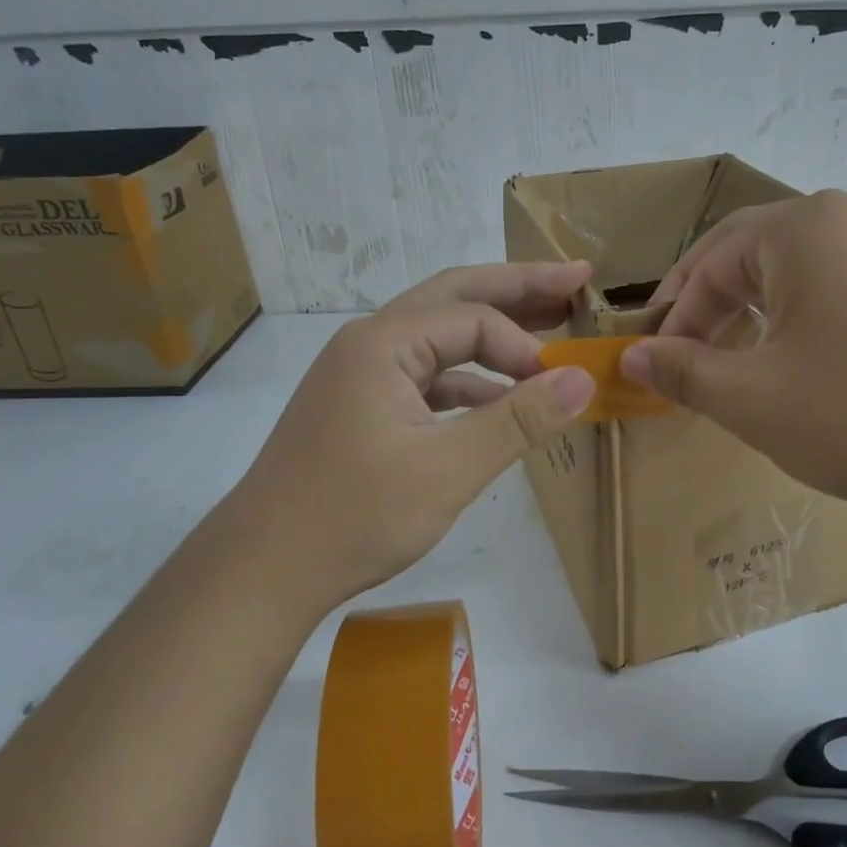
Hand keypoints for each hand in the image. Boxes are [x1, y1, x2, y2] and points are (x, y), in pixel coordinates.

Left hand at [233, 262, 596, 604]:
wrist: (264, 570)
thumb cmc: (354, 515)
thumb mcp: (448, 469)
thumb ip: (518, 421)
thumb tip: (583, 378)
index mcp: (382, 343)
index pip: (473, 319)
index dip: (524, 346)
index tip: (560, 386)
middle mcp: (370, 343)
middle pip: (454, 297)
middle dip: (518, 288)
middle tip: (576, 277)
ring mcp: (362, 375)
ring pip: (440, 336)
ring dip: (493, 333)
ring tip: (549, 325)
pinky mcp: (363, 407)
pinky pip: (427, 376)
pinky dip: (468, 380)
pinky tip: (500, 399)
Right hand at [621, 192, 846, 538]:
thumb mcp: (754, 400)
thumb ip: (683, 371)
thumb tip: (633, 355)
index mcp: (808, 228)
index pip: (713, 259)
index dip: (675, 313)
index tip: (656, 362)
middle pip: (760, 252)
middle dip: (715, 304)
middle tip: (690, 356)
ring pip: (810, 269)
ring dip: (763, 310)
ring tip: (746, 361)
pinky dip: (815, 318)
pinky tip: (817, 364)